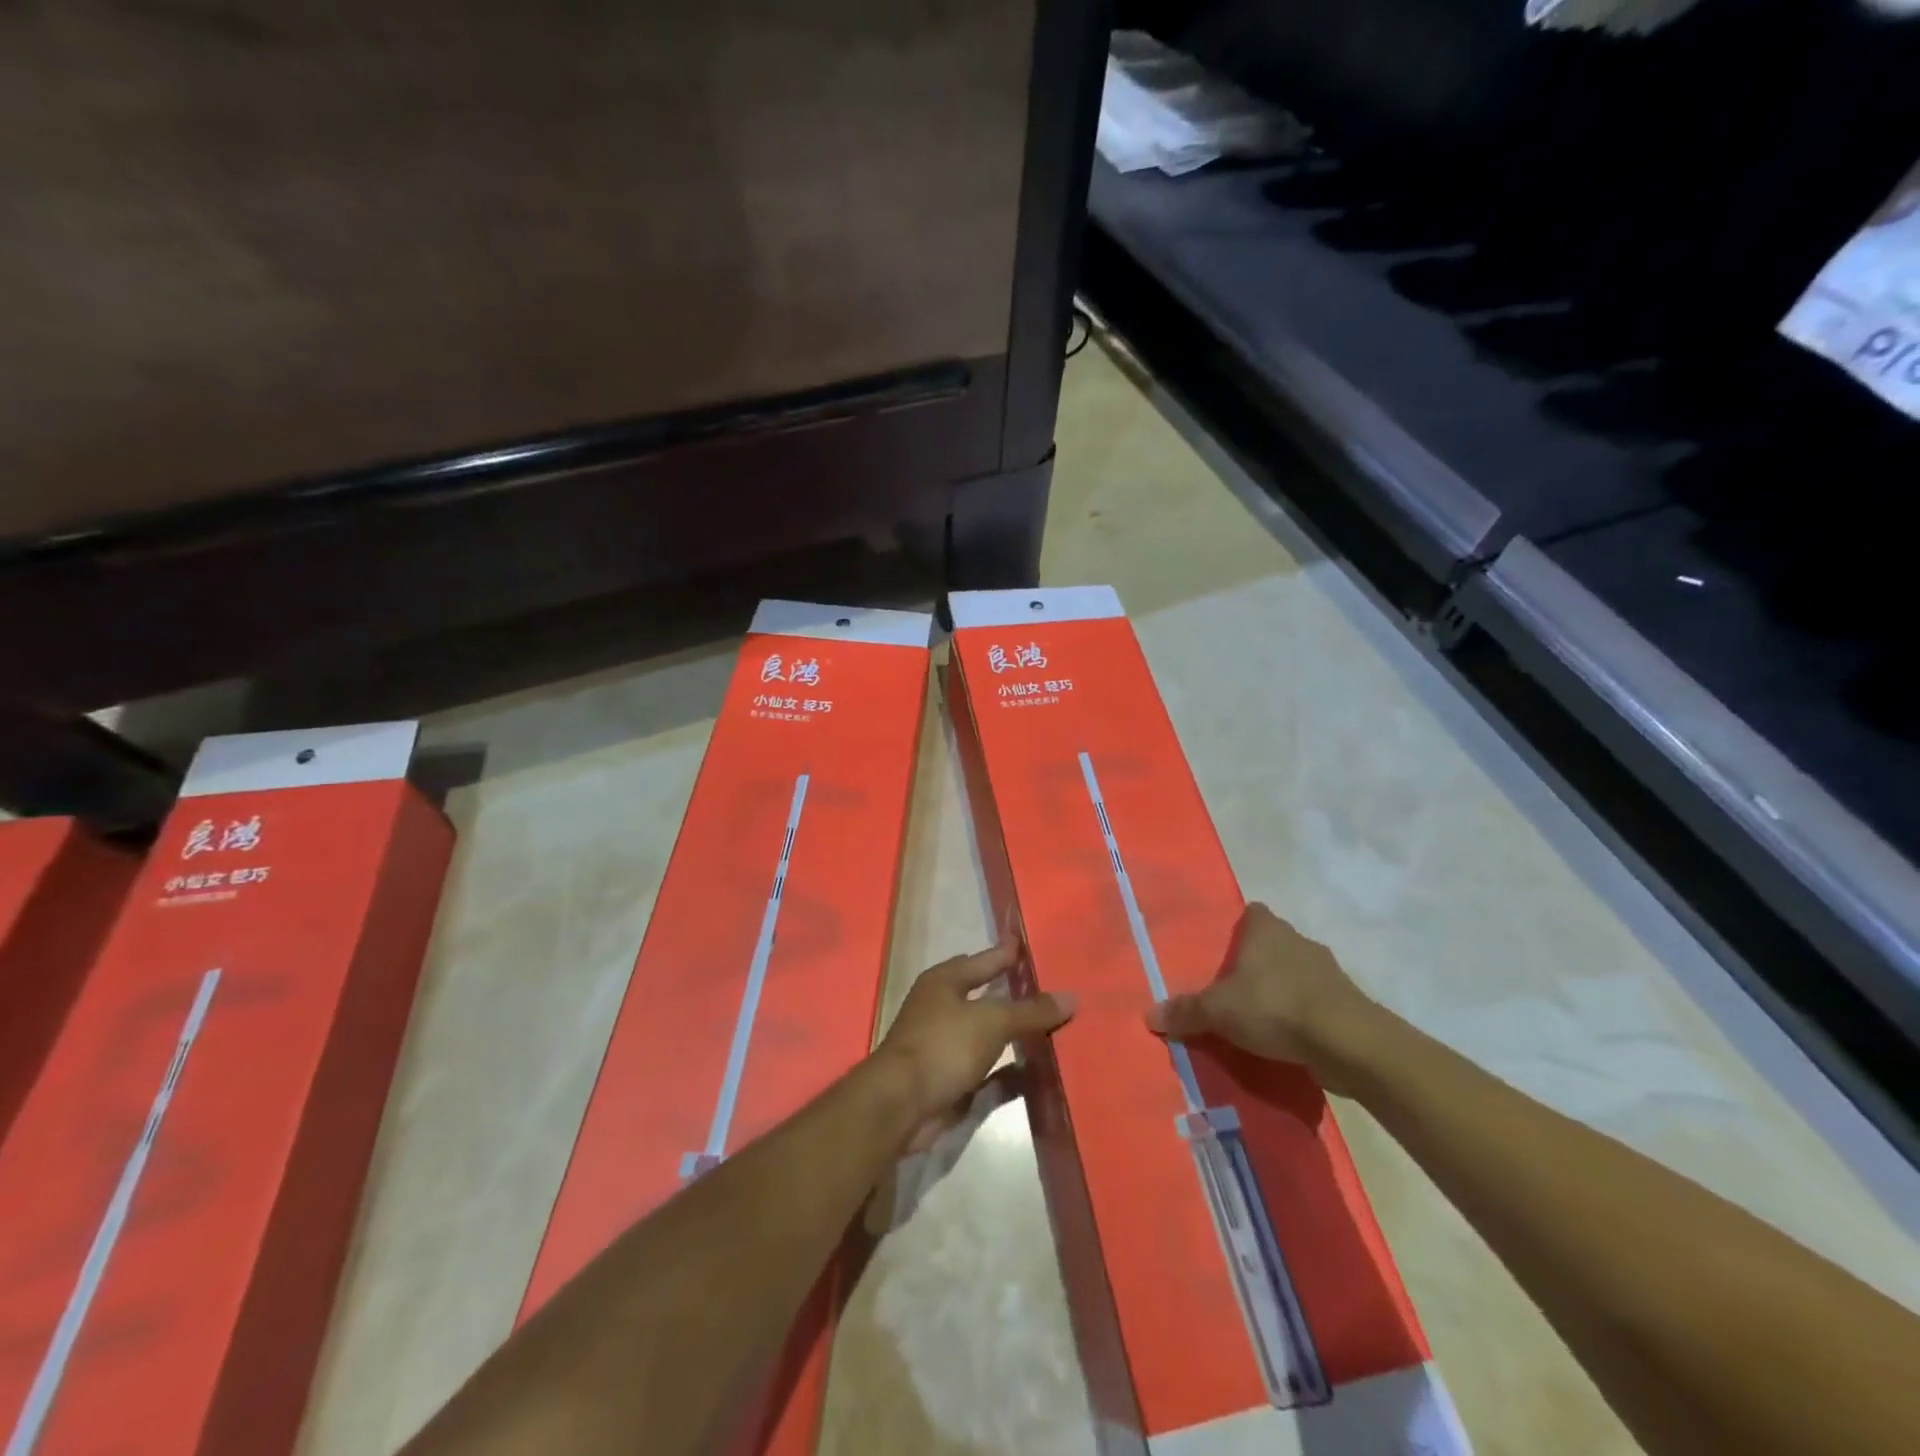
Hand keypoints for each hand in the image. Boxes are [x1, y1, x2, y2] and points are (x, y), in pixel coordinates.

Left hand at [875, 940, 1075, 1151]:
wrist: (900, 1106)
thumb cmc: (943, 1046)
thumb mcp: (992, 1021)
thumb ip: (1031, 1011)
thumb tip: (1072, 997)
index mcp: (944, 982)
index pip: (983, 960)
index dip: (1006, 953)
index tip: (1030, 945)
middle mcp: (943, 1009)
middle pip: (986, 997)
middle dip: (1015, 993)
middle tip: (1052, 987)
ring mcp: (946, 1047)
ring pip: (989, 1035)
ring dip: (1016, 1034)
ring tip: (1055, 1027)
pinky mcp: (952, 1081)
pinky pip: (990, 1072)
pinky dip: (1012, 1072)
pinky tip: (1041, 1072)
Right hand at [1145, 903, 1381, 1093]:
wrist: (1347, 1042)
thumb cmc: (1275, 1006)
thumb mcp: (1219, 1011)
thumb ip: (1186, 1011)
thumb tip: (1148, 1015)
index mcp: (1267, 930)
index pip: (1252, 913)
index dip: (1239, 926)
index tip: (1223, 948)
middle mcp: (1298, 941)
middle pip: (1273, 943)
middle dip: (1256, 962)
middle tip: (1231, 987)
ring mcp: (1327, 971)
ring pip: (1296, 972)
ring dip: (1281, 989)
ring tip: (1258, 1017)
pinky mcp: (1346, 1003)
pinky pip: (1315, 1002)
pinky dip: (1302, 1015)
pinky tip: (1287, 1038)